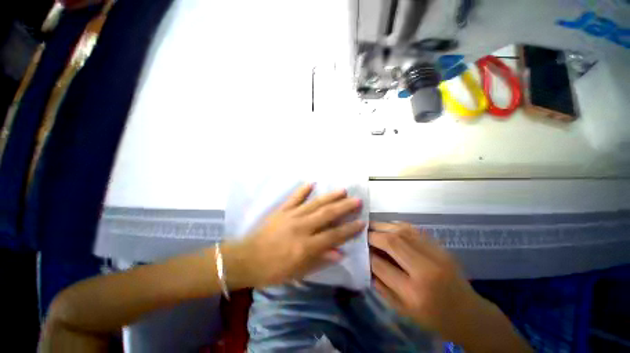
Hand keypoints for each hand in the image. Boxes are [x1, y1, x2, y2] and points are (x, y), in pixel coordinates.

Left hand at [225, 184, 364, 288]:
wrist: (247, 259)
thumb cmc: (274, 270)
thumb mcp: (298, 272)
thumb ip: (320, 260)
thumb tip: (340, 252)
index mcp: (306, 246)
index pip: (334, 235)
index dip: (349, 229)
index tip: (361, 222)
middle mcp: (301, 227)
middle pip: (327, 214)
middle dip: (344, 207)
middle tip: (357, 200)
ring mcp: (291, 216)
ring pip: (315, 203)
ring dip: (330, 196)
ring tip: (342, 190)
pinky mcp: (282, 210)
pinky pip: (294, 197)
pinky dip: (303, 190)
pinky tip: (312, 183)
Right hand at [369, 222, 492, 342]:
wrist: (468, 313)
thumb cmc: (432, 317)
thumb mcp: (401, 309)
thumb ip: (380, 284)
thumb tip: (365, 261)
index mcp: (413, 293)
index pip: (380, 265)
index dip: (366, 254)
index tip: (359, 249)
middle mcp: (425, 270)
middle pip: (391, 242)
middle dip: (372, 235)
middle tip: (362, 234)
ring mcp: (435, 255)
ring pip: (402, 231)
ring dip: (382, 226)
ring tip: (371, 227)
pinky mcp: (440, 247)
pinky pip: (413, 229)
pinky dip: (396, 225)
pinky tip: (388, 227)